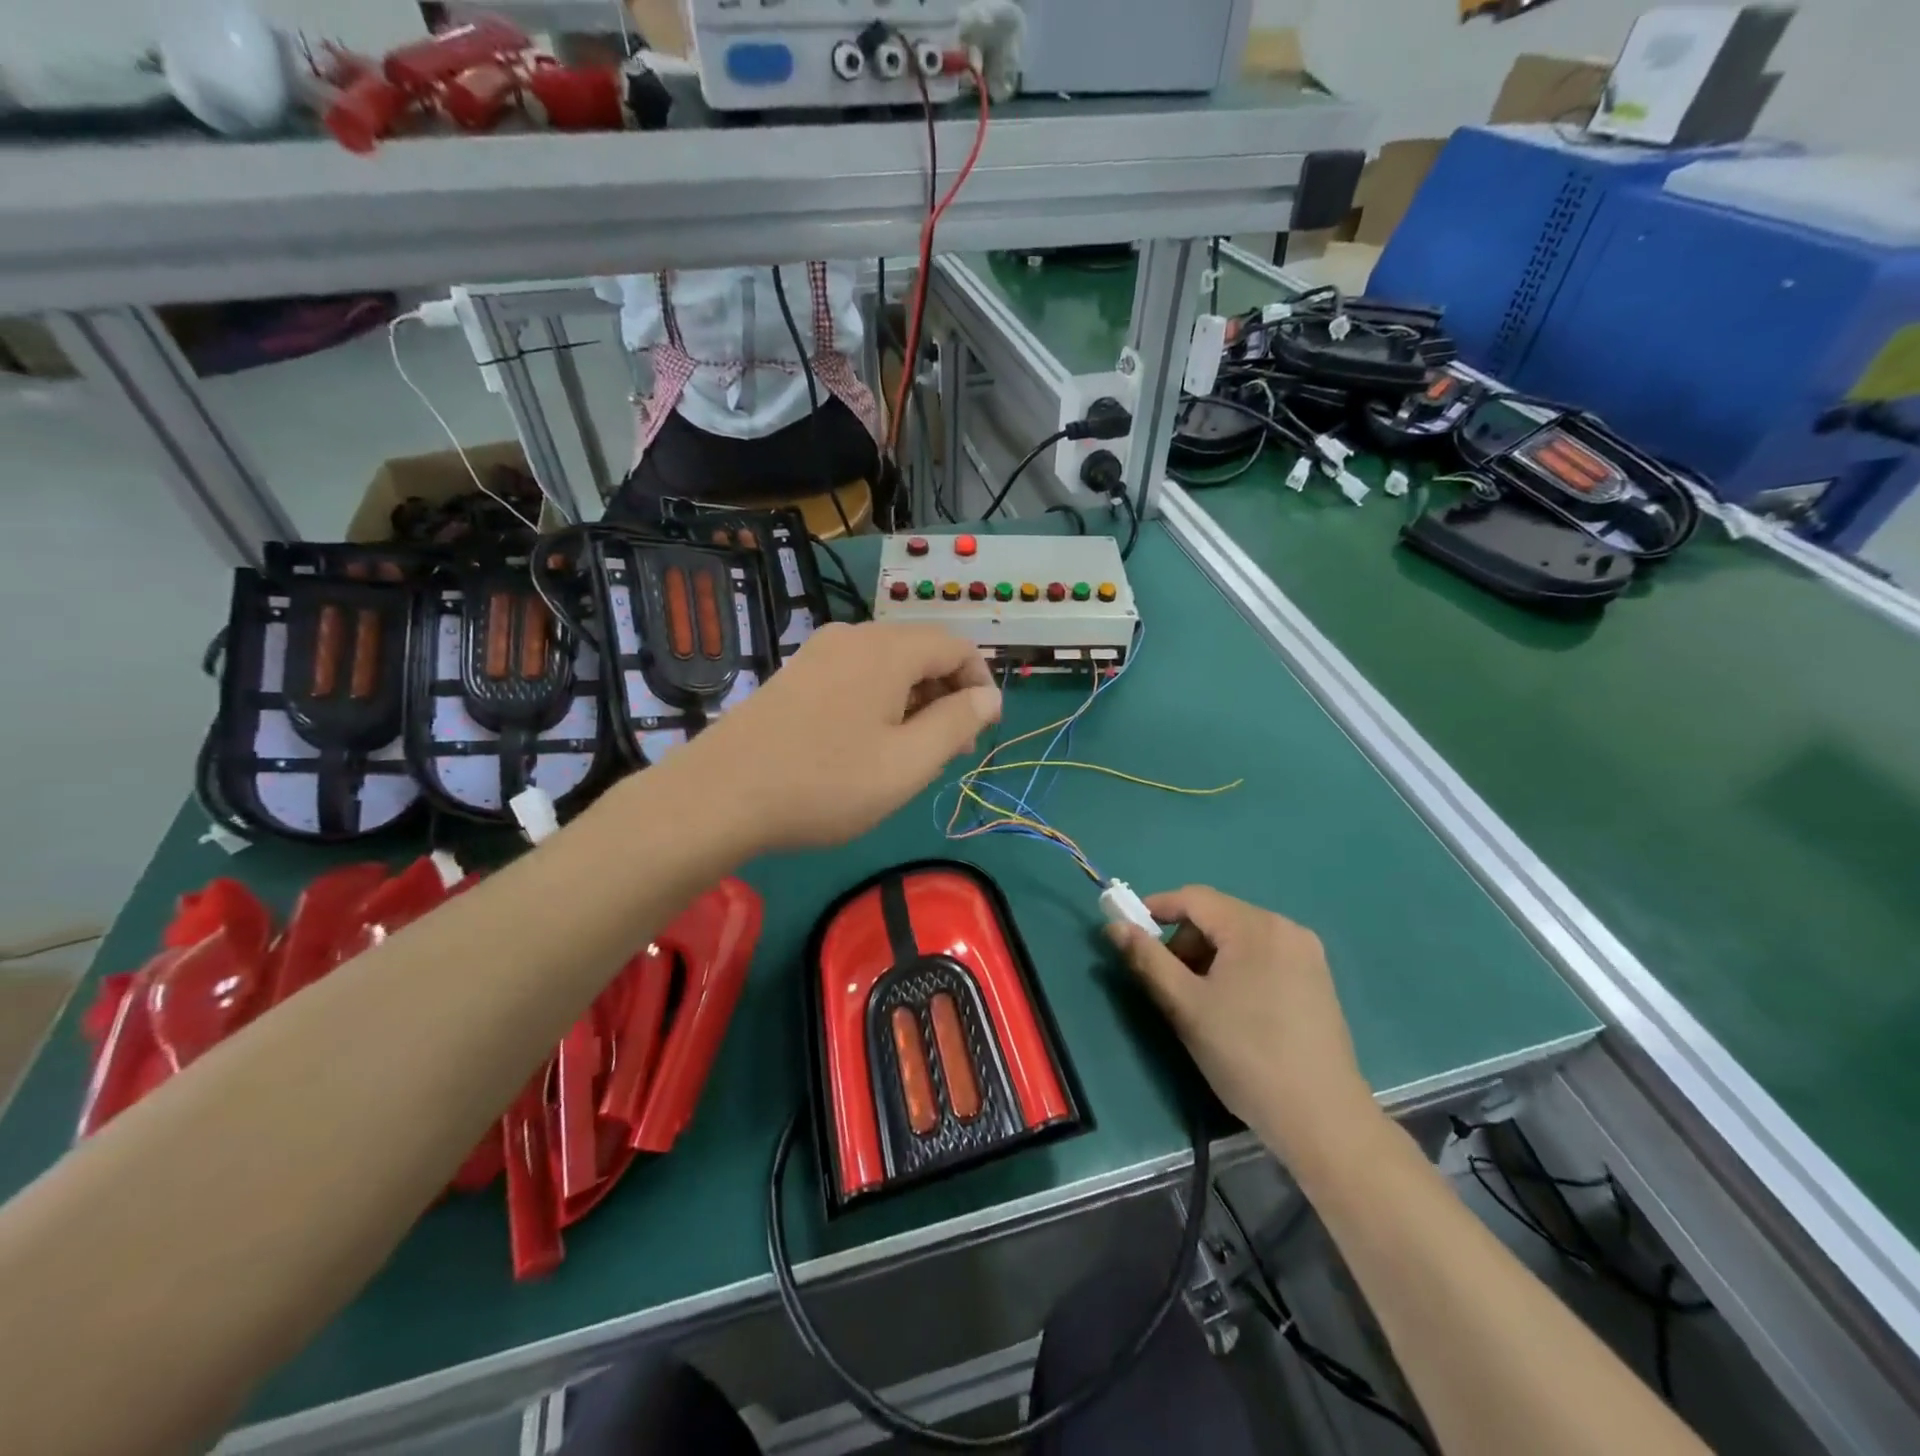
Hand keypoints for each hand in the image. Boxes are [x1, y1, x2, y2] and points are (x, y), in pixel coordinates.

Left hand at [677, 621, 1000, 852]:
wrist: (720, 794)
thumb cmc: (826, 782)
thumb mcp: (907, 763)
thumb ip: (957, 724)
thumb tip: (989, 697)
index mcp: (888, 649)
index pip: (956, 645)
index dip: (981, 683)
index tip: (983, 730)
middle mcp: (854, 636)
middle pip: (921, 651)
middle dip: (947, 696)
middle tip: (952, 751)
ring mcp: (818, 652)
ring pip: (888, 665)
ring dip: (914, 701)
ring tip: (912, 754)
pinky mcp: (795, 674)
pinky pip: (856, 675)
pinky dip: (879, 701)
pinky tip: (868, 744)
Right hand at [1106, 887, 1380, 1170]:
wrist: (1322, 1119)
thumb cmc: (1246, 1055)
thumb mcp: (1185, 1006)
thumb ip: (1147, 959)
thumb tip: (1114, 925)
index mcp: (1255, 927)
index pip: (1194, 898)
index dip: (1157, 908)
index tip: (1129, 932)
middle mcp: (1285, 928)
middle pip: (1218, 916)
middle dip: (1185, 941)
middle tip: (1168, 983)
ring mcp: (1307, 954)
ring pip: (1240, 937)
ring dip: (1209, 957)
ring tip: (1200, 1002)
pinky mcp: (1317, 980)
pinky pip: (1263, 956)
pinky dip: (1237, 968)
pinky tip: (1234, 1009)